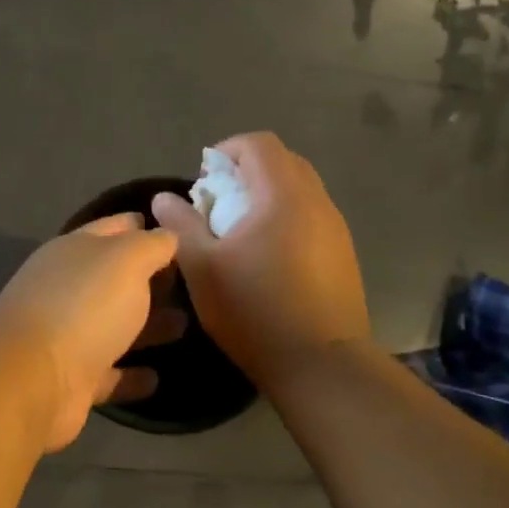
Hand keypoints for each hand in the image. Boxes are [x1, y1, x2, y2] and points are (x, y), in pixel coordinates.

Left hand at [0, 215, 183, 451]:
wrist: (33, 380)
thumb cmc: (84, 307)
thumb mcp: (127, 260)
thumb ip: (152, 244)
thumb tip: (168, 235)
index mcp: (74, 251)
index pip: (114, 228)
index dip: (143, 226)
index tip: (179, 233)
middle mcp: (66, 288)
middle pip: (114, 279)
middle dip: (150, 280)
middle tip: (192, 285)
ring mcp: (65, 335)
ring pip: (113, 325)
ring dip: (147, 326)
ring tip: (185, 325)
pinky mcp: (71, 378)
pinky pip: (108, 372)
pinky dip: (130, 375)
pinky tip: (156, 378)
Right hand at [151, 133, 369, 386]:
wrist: (321, 363)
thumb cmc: (254, 311)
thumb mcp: (202, 268)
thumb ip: (181, 225)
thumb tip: (164, 197)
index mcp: (283, 195)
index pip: (259, 143)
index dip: (227, 150)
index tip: (204, 182)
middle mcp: (317, 201)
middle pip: (283, 162)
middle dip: (246, 172)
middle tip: (219, 204)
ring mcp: (336, 228)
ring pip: (300, 190)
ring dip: (267, 197)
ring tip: (240, 234)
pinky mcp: (344, 253)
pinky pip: (312, 217)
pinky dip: (286, 219)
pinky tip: (268, 258)